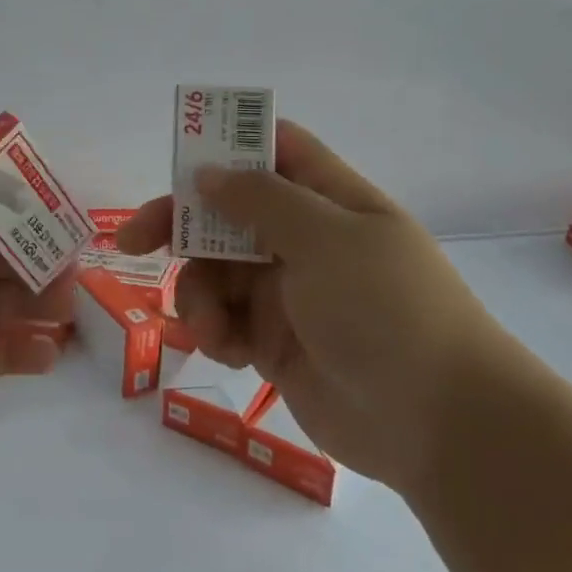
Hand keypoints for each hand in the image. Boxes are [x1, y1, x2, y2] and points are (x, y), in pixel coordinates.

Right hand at [117, 119, 516, 491]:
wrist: (439, 426)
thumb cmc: (387, 309)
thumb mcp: (325, 239)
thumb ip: (259, 199)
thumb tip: (208, 173)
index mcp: (329, 200)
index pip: (273, 150)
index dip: (227, 146)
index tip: (179, 162)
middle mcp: (305, 240)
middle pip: (226, 213)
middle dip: (180, 225)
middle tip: (132, 241)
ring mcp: (289, 293)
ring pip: (216, 272)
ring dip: (199, 292)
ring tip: (210, 327)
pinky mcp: (275, 343)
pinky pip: (225, 321)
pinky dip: (215, 330)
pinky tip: (228, 351)